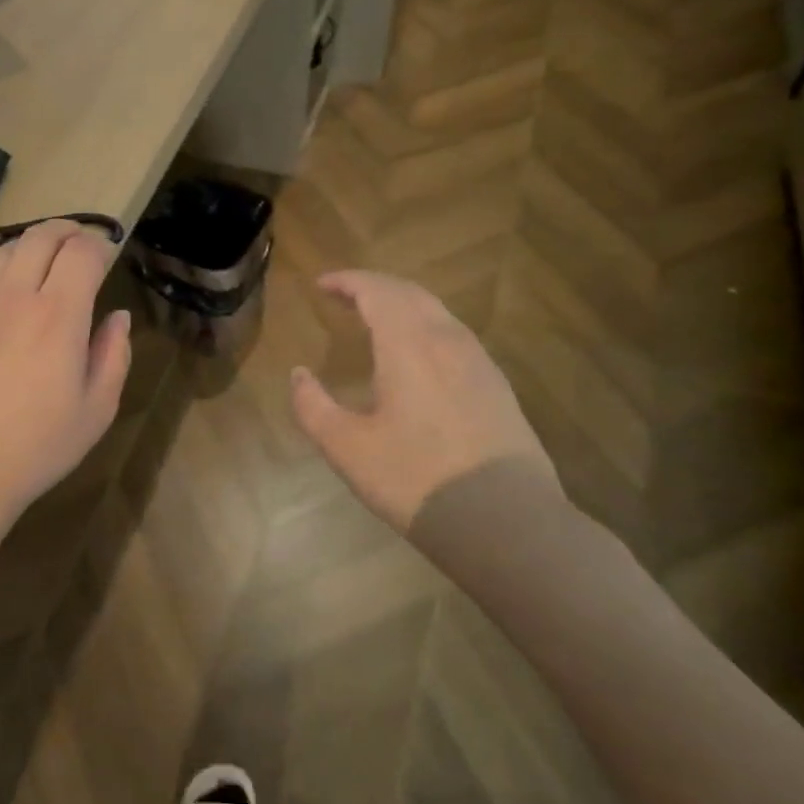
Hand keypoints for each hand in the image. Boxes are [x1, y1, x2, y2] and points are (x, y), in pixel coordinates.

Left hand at [0, 220, 131, 531]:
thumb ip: (113, 354)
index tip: (108, 255)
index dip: (99, 245)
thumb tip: (118, 317)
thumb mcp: (96, 410)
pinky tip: (8, 292)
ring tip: (45, 259)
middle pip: (40, 236)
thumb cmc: (36, 448)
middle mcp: (14, 297)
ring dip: (31, 244)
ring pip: (4, 250)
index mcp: (58, 315)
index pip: (82, 252)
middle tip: (81, 242)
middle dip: (67, 230)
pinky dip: (2, 268)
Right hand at [290, 271, 553, 531]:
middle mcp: (447, 340)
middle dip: (374, 286)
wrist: (505, 521)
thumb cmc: (415, 478)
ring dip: (403, 304)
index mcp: (409, 344)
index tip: (321, 284)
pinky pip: (455, 336)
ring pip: (437, 312)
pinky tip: (417, 356)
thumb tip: (298, 374)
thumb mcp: (347, 448)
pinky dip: (426, 327)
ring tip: (376, 319)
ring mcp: (479, 362)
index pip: (376, 291)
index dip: (347, 281)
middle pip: (409, 293)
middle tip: (345, 295)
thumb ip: (313, 406)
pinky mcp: (497, 386)